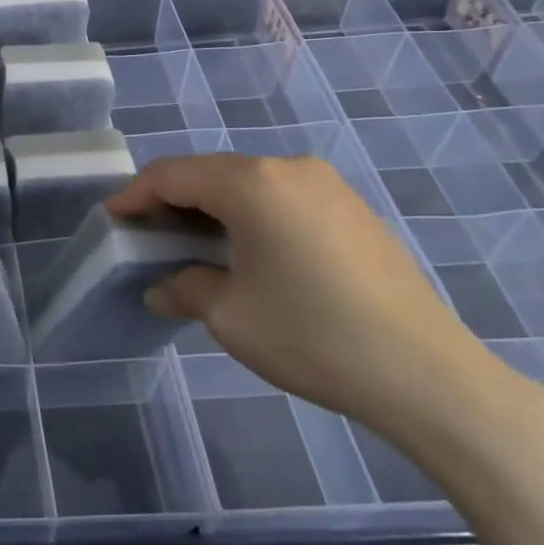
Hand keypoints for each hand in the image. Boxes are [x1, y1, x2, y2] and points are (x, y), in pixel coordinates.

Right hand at [108, 153, 497, 440]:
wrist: (430, 376)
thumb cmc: (314, 336)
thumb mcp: (230, 316)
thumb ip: (185, 288)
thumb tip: (163, 288)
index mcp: (251, 183)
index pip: (173, 175)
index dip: (136, 195)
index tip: (113, 218)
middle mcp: (287, 168)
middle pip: (210, 172)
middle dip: (173, 199)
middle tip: (149, 233)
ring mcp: (327, 185)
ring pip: (247, 182)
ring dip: (213, 206)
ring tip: (194, 243)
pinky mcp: (353, 208)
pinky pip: (282, 196)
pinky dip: (252, 213)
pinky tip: (249, 250)